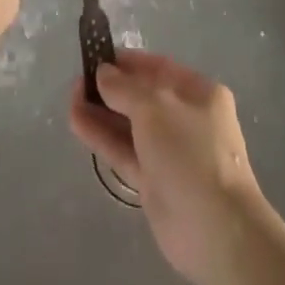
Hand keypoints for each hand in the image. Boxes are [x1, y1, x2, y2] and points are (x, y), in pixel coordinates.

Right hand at [68, 50, 263, 284]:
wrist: (214, 228)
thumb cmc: (190, 152)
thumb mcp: (155, 108)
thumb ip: (125, 89)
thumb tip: (103, 72)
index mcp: (199, 93)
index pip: (159, 68)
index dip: (127, 62)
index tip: (96, 56)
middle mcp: (186, 118)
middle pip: (143, 97)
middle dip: (111, 87)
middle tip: (77, 81)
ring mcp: (170, 152)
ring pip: (130, 126)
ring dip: (102, 112)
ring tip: (70, 98)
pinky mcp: (154, 182)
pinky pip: (125, 151)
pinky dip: (102, 138)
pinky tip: (76, 121)